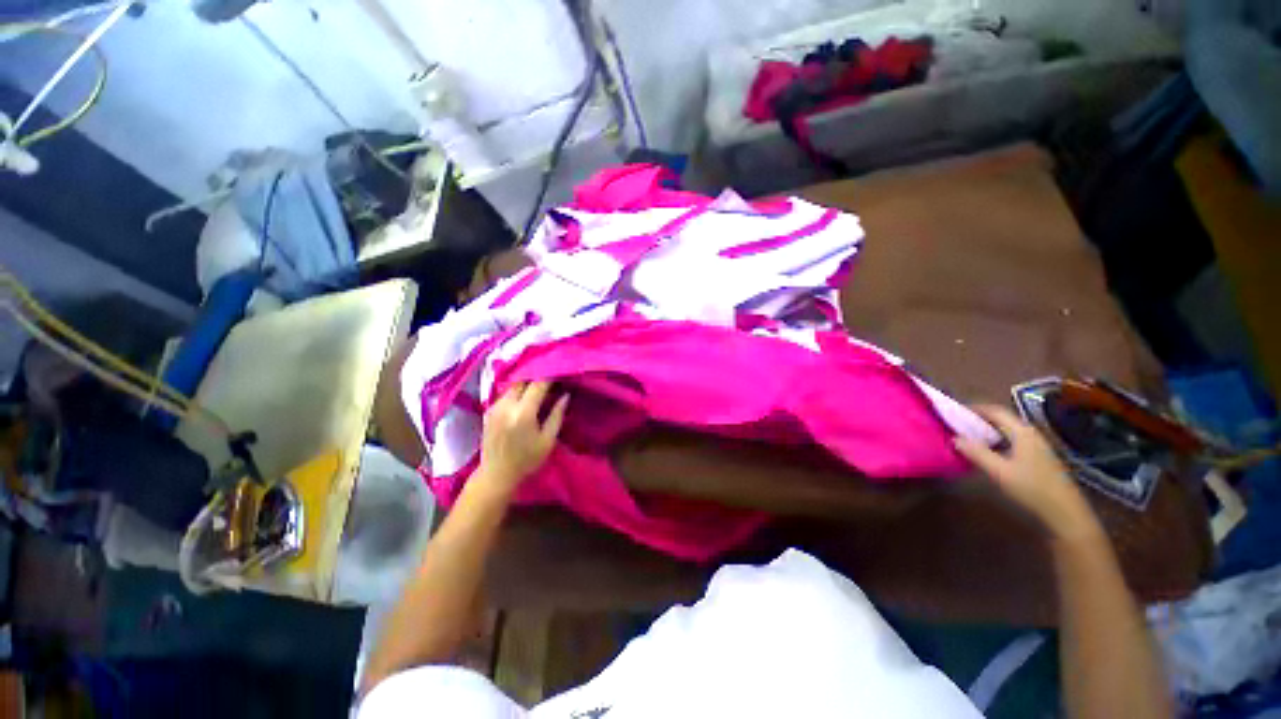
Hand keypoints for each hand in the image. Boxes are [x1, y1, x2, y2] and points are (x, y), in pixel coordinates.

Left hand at [477, 381, 567, 492]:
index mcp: (523, 413)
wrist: (496, 475)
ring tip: (538, 390)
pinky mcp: (488, 411)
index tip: (560, 374)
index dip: (550, 377)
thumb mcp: (548, 440)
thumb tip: (565, 395)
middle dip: (536, 378)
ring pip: (513, 386)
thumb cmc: (527, 460)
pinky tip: (524, 400)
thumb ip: (557, 415)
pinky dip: (516, 392)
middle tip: (550, 382)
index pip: (538, 384)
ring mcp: (494, 407)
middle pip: (523, 381)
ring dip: (526, 385)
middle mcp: (506, 406)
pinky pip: (505, 394)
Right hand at [954, 404, 1102, 543]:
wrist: (1065, 513)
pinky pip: (1012, 440)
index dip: (974, 408)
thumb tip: (955, 438)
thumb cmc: (1032, 489)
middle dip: (978, 419)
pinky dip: (996, 440)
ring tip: (968, 437)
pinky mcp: (1038, 457)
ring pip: (1007, 430)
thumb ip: (977, 453)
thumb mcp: (999, 472)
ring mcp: (1037, 446)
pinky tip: (988, 452)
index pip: (995, 411)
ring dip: (987, 430)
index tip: (953, 412)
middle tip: (957, 425)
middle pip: (1002, 419)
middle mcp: (1030, 434)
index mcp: (1021, 432)